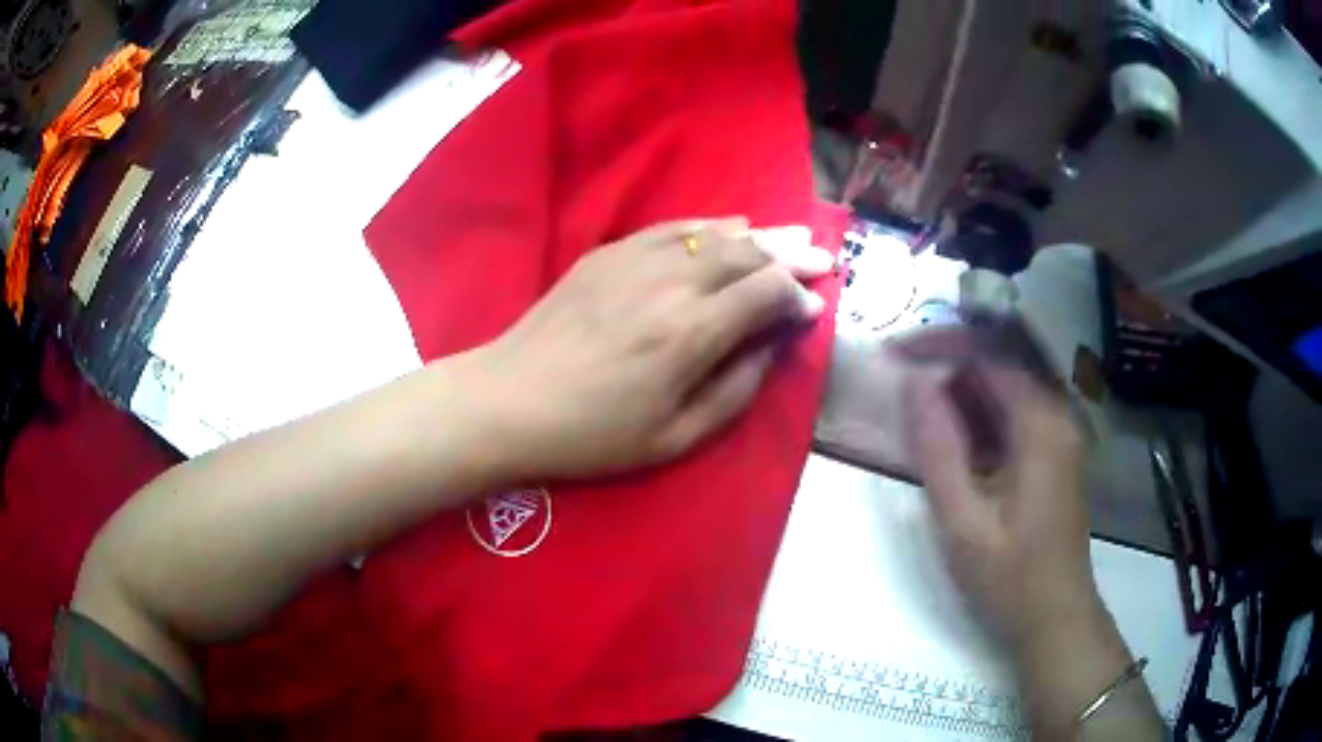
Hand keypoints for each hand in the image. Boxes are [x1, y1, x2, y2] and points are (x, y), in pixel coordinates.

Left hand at [467, 218, 833, 480]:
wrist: (510, 400)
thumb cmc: (594, 434)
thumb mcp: (675, 437)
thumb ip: (736, 388)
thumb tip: (773, 344)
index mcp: (691, 333)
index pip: (767, 292)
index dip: (798, 296)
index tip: (813, 308)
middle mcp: (671, 283)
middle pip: (748, 252)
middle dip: (792, 254)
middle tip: (821, 257)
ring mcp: (636, 260)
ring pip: (714, 233)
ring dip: (759, 234)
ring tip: (791, 234)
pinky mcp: (608, 253)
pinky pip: (672, 228)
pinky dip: (709, 225)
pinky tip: (728, 226)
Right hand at [904, 350, 1163, 738]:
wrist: (1055, 618)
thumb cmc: (1009, 577)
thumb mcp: (962, 521)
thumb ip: (937, 448)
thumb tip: (913, 382)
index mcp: (1041, 424)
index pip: (990, 354)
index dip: (940, 345)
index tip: (894, 351)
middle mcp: (1058, 415)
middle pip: (1003, 360)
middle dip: (950, 358)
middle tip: (902, 371)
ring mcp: (1060, 433)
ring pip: (1009, 385)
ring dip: (963, 387)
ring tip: (919, 405)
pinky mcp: (1055, 452)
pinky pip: (1016, 413)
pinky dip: (981, 414)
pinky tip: (953, 437)